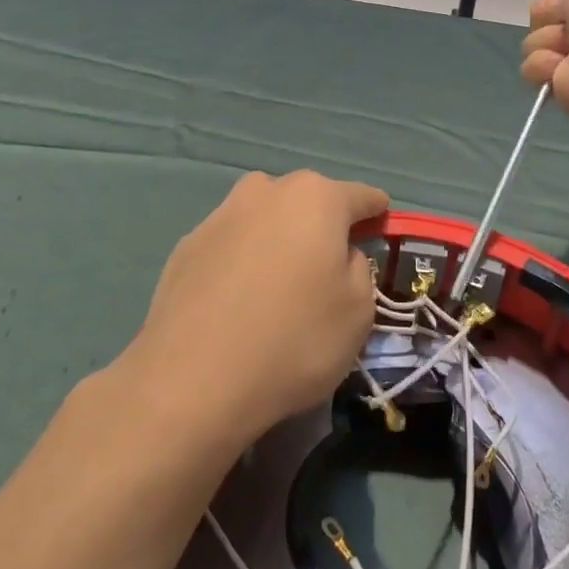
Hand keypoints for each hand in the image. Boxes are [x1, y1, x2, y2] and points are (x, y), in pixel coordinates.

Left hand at [128, 171, 386, 444]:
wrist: (193, 379)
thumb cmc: (294, 340)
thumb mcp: (358, 312)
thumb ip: (358, 268)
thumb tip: (339, 255)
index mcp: (317, 197)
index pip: (363, 197)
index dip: (376, 217)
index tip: (380, 237)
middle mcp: (268, 189)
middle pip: (310, 201)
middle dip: (322, 227)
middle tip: (326, 271)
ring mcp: (222, 213)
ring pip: (266, 218)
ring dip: (278, 240)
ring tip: (278, 288)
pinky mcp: (188, 243)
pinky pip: (232, 244)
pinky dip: (242, 261)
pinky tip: (238, 303)